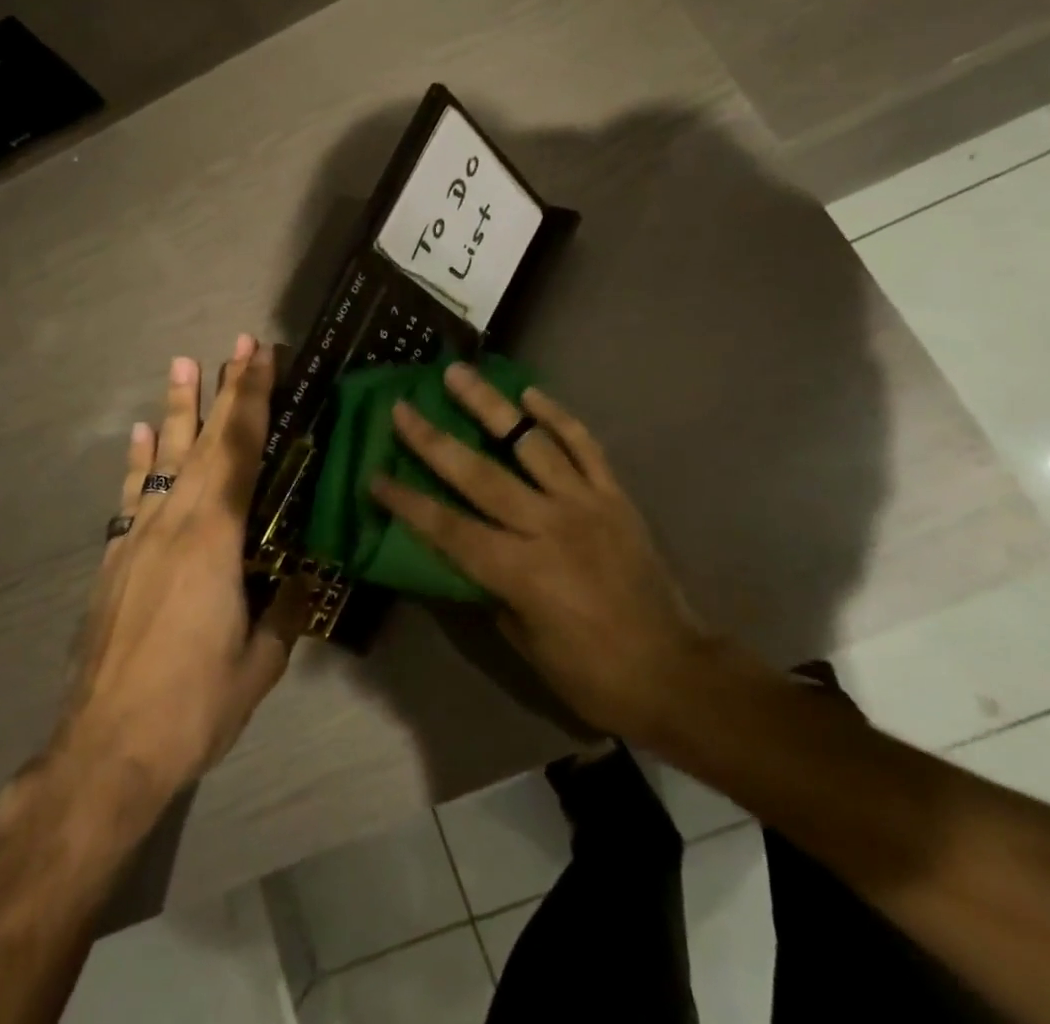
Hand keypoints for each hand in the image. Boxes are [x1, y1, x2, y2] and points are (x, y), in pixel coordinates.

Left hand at [52, 336, 304, 808]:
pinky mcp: (116, 560)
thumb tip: (304, 579)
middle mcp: (175, 523)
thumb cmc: (192, 706)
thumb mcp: (259, 665)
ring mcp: (139, 538)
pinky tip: (143, 437)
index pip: (241, 451)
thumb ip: (284, 612)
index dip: (253, 399)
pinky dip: (141, 461)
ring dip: (178, 410)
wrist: (103, 752)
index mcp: (215, 538)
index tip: (261, 355)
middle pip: (205, 442)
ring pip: (165, 459)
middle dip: (225, 389)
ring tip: (182, 365)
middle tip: (237, 343)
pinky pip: (134, 495)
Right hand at [370, 362, 715, 747]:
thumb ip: (490, 588)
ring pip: (529, 443)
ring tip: (460, 374)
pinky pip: (583, 445)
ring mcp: (584, 504)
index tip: (375, 476)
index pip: (449, 529)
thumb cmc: (591, 675)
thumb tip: (466, 550)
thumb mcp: (525, 642)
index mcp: (520, 572)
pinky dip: (557, 416)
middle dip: (434, 439)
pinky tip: (530, 393)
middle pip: (479, 474)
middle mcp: (548, 527)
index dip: (408, 503)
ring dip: (490, 406)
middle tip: (403, 406)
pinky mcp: (614, 495)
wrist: (674, 672)